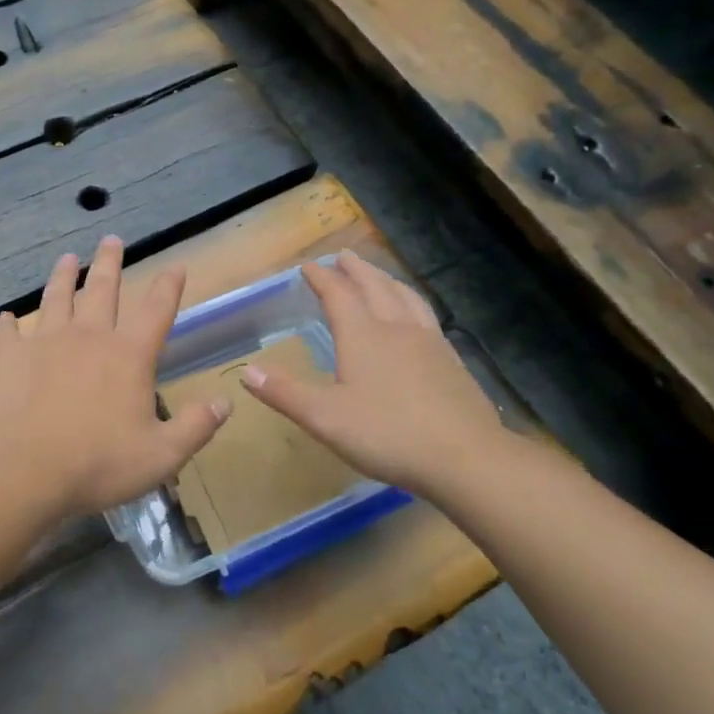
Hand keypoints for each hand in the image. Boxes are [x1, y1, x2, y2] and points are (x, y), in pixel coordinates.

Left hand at [0, 236, 229, 521]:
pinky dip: (9, 324)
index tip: (175, 265)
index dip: (168, 287)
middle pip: (103, 290)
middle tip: (111, 239)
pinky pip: (8, 332)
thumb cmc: (97, 464)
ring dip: (63, 276)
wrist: (22, 468)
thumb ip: (196, 427)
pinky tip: (6, 318)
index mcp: (128, 356)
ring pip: (57, 298)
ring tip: (66, 258)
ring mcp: (45, 342)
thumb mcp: (162, 456)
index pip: (156, 311)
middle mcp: (88, 337)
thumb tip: (225, 402)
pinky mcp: (8, 356)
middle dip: (110, 263)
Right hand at [241, 250, 508, 500]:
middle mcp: (396, 329)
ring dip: (387, 280)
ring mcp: (429, 343)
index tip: (308, 265)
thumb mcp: (324, 417)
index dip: (322, 278)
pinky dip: (412, 303)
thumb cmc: (387, 434)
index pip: (339, 295)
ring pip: (405, 298)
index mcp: (363, 336)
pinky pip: (426, 316)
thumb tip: (246, 371)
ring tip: (378, 276)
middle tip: (343, 256)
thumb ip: (284, 393)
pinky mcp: (451, 362)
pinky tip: (415, 319)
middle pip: (375, 287)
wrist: (466, 458)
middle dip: (356, 269)